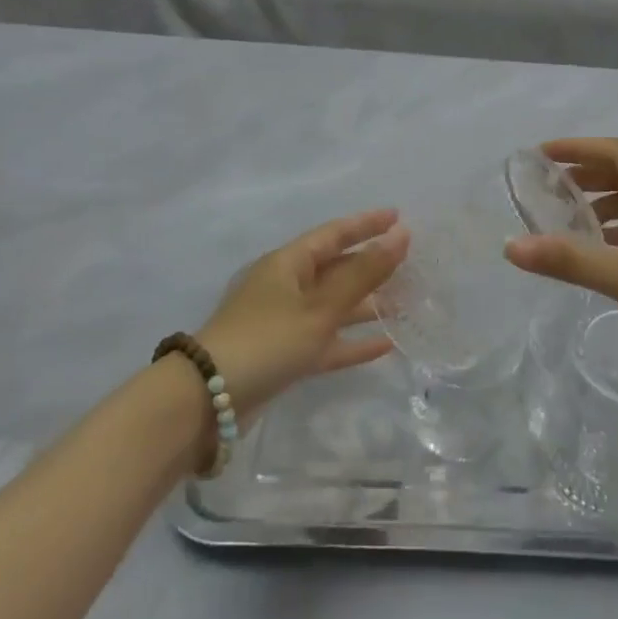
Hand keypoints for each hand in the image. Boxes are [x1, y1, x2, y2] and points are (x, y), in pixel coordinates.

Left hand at [196, 209, 407, 418]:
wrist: (208, 401)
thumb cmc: (267, 340)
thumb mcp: (320, 307)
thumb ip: (363, 274)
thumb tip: (401, 235)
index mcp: (288, 264)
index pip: (334, 234)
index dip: (366, 224)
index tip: (398, 217)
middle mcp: (286, 287)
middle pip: (335, 269)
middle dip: (370, 266)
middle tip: (409, 264)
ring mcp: (284, 322)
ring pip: (334, 306)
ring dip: (367, 305)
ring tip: (404, 304)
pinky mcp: (285, 356)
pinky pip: (326, 341)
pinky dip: (352, 341)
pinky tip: (384, 345)